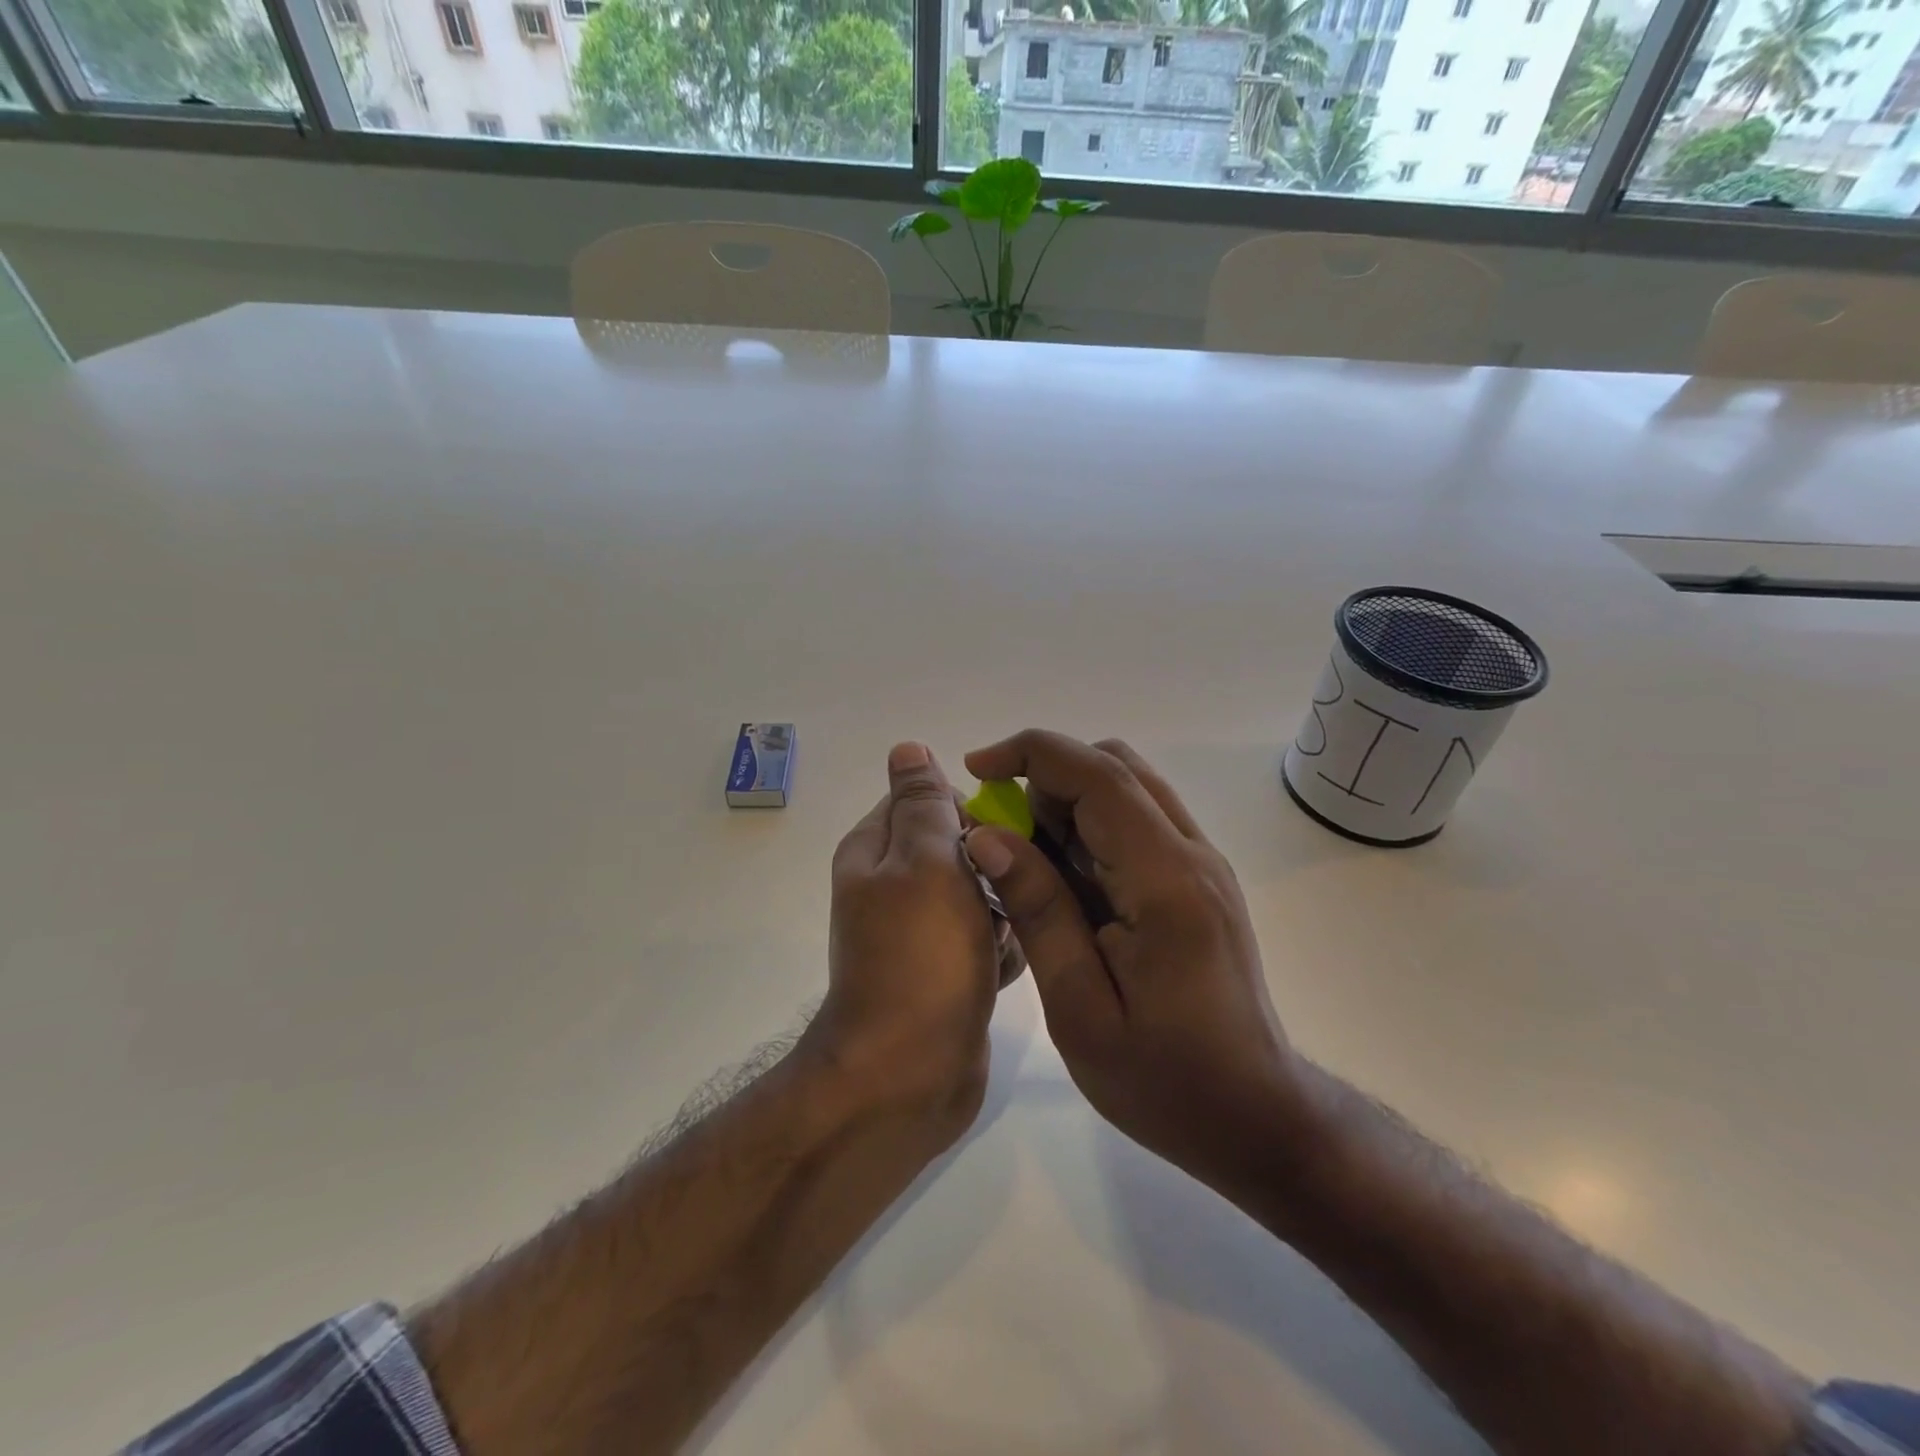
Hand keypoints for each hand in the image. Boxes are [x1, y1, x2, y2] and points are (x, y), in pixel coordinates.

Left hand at [808, 742, 1020, 1144]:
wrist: (909, 1076)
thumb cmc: (921, 957)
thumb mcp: (924, 862)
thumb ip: (922, 803)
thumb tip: (907, 747)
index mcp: (874, 852)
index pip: (924, 798)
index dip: (968, 806)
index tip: (1008, 827)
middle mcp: (891, 888)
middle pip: (956, 846)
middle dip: (994, 857)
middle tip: (1023, 877)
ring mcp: (918, 935)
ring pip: (977, 893)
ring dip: (1005, 902)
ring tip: (1024, 921)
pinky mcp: (945, 973)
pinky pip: (983, 940)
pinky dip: (1002, 946)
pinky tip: (1014, 963)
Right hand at [961, 730, 1304, 1195]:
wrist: (1254, 1115)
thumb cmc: (1163, 1079)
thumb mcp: (1080, 1007)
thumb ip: (1038, 911)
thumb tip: (987, 836)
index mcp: (1166, 880)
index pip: (1098, 774)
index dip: (1031, 753)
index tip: (975, 767)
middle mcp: (1192, 853)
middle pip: (1114, 766)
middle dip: (1045, 777)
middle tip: (1000, 833)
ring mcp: (1201, 863)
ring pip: (1127, 787)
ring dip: (1066, 801)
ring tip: (1026, 861)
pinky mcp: (1197, 879)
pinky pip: (1137, 821)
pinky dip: (1088, 826)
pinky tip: (1062, 880)